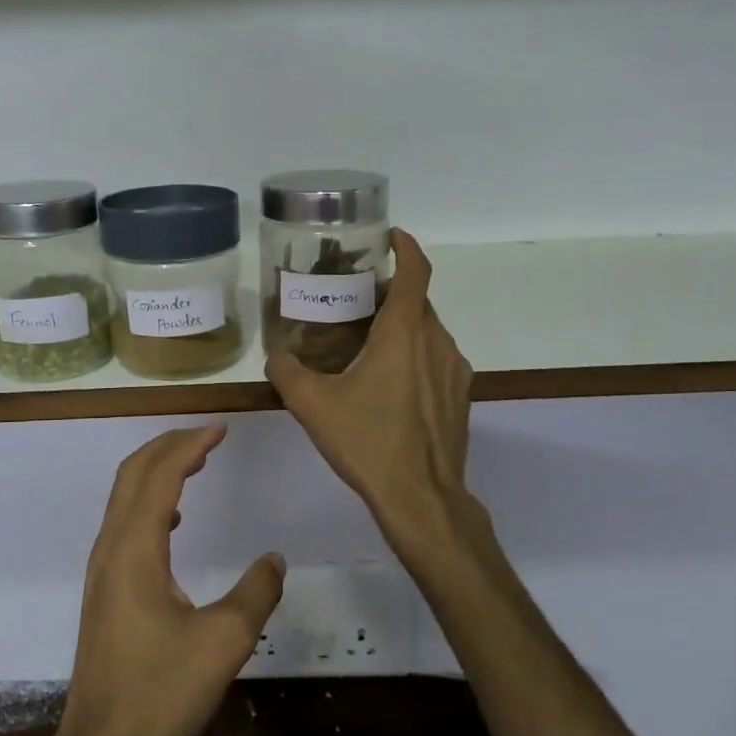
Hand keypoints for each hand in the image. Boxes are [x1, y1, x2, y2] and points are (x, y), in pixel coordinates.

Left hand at [47, 424, 284, 735]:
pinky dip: (149, 503)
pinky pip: (124, 525)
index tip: (221, 428)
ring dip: (157, 472)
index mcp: (135, 548)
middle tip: (209, 436)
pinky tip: (173, 521)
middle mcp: (111, 548)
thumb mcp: (223, 643)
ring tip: (195, 465)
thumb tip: (274, 559)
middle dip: (169, 446)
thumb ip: (255, 593)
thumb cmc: (159, 695)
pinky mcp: (103, 592)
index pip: (160, 474)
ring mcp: (102, 570)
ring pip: (124, 498)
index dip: (191, 445)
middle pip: (133, 475)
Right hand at [267, 229, 484, 570]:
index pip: (415, 271)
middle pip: (418, 300)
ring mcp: (454, 370)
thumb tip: (275, 355)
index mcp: (404, 333)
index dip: (406, 247)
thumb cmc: (368, 442)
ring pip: (428, 330)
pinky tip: (389, 382)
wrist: (421, 498)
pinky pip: (437, 358)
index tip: (390, 236)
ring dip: (403, 325)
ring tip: (368, 340)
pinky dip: (415, 353)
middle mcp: (436, 341)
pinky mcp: (460, 396)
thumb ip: (287, 372)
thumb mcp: (313, 405)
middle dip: (392, 290)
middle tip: (357, 296)